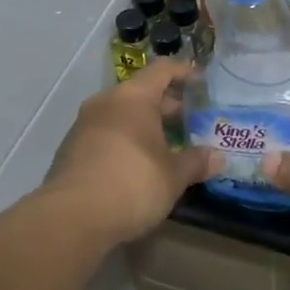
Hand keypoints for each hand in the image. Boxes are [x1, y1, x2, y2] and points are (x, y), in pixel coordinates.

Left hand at [45, 64, 215, 244]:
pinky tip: (138, 166)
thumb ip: (196, 162)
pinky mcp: (71, 151)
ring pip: (121, 115)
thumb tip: (219, 157)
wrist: (71, 219)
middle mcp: (106, 103)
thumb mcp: (173, 175)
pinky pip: (106, 135)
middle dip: (166, 105)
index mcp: (134, 97)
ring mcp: (84, 126)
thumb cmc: (132, 183)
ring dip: (144, 125)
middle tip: (190, 121)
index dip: (184, 72)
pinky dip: (125, 142)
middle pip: (141, 92)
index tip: (202, 82)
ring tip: (167, 146)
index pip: (163, 70)